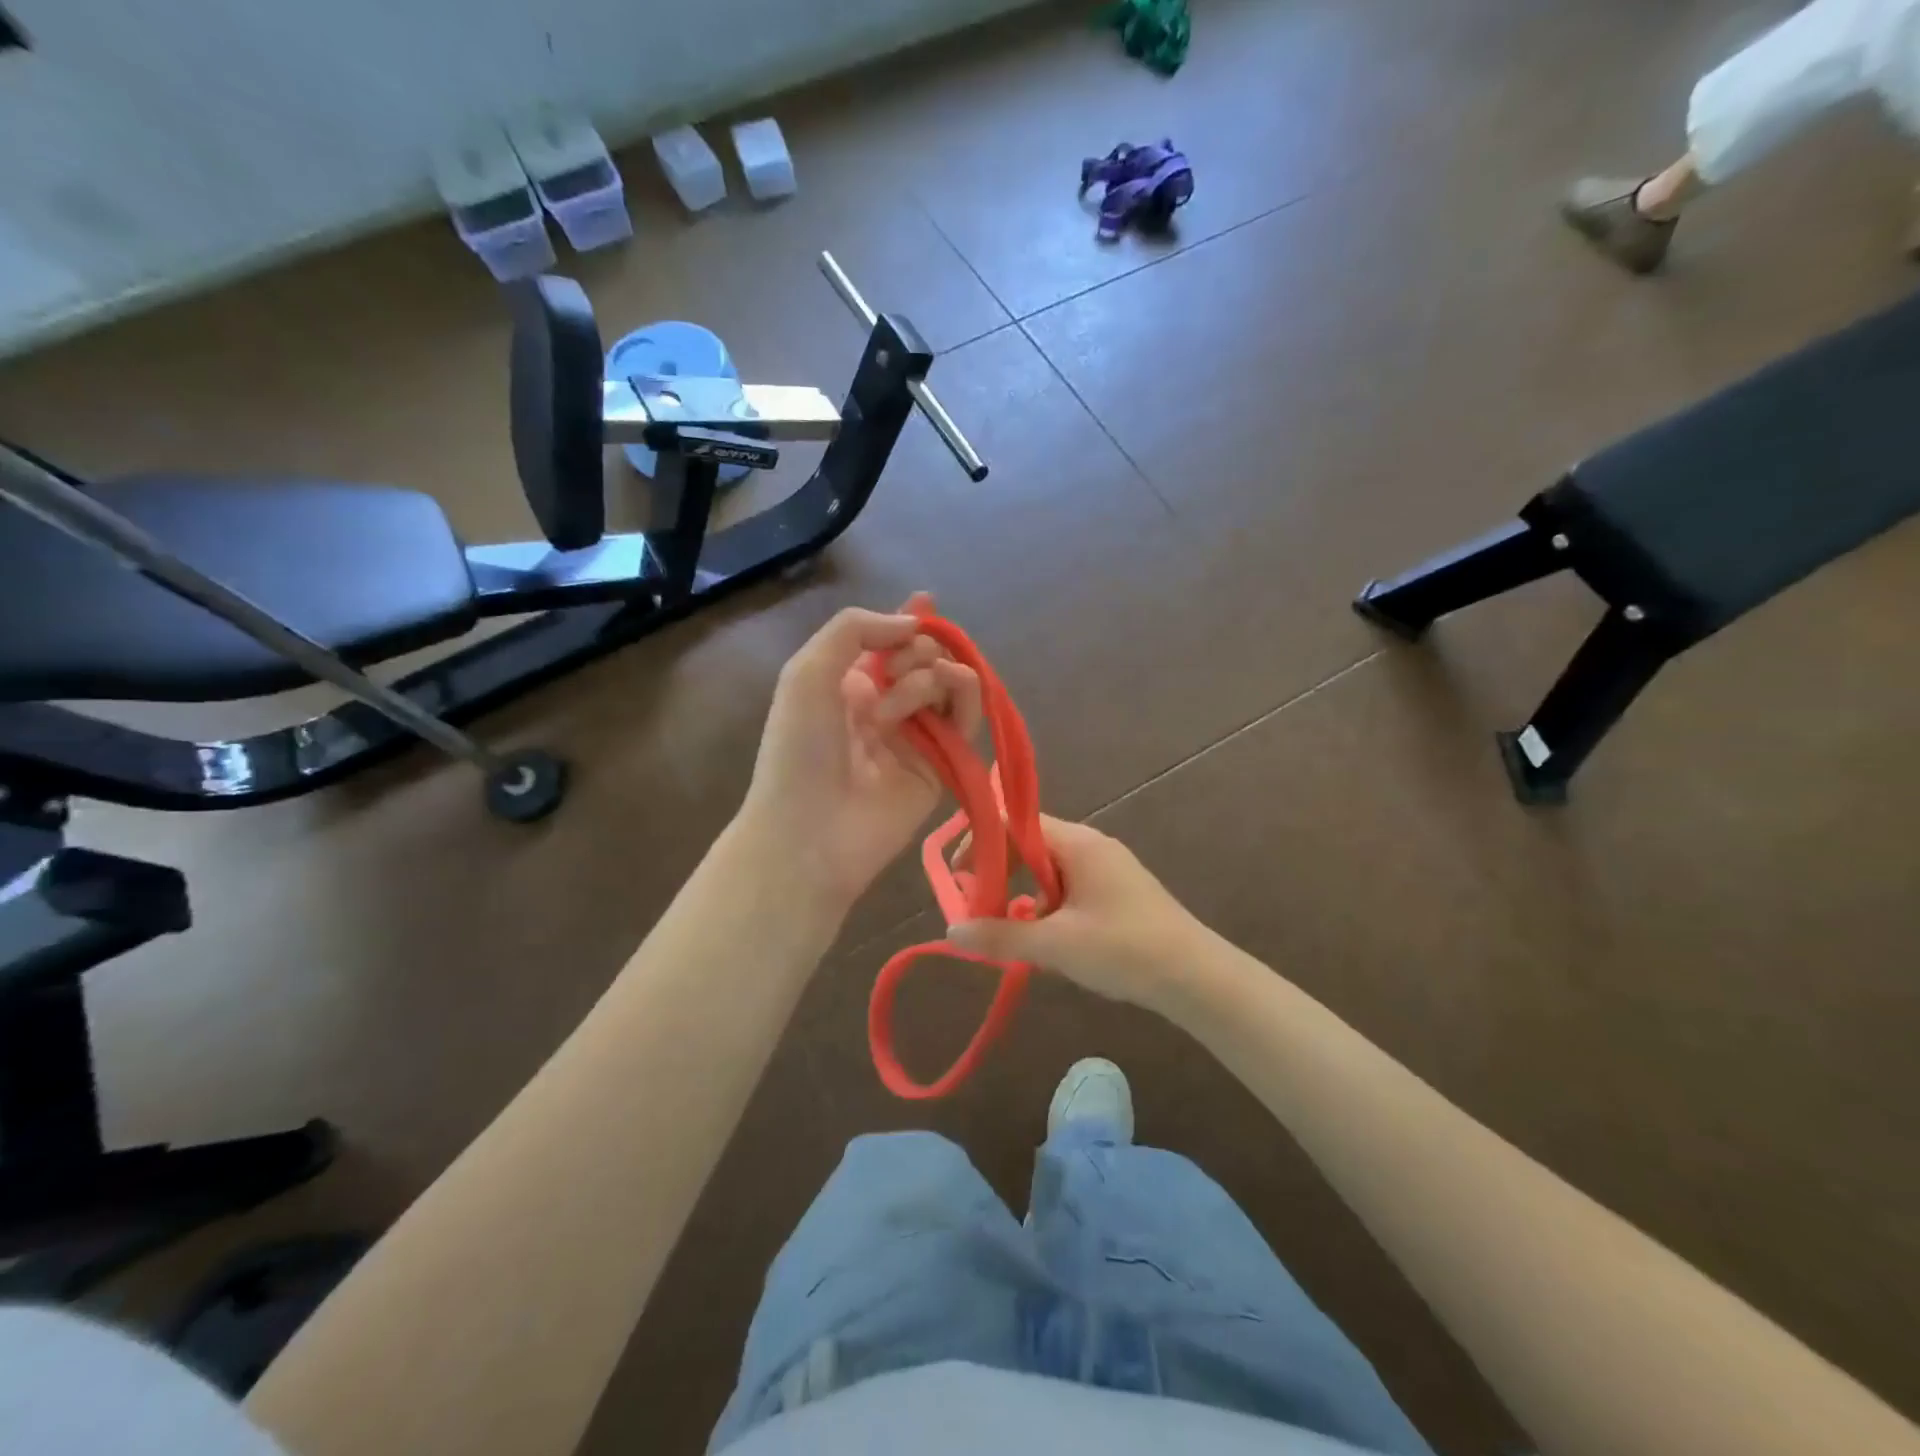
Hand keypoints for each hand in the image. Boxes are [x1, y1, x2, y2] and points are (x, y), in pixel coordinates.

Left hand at [739, 595, 981, 915]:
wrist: (811, 830)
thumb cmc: (800, 747)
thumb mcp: (808, 670)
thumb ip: (855, 629)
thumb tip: (913, 625)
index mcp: (847, 686)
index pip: (886, 644)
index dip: (906, 620)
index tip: (926, 600)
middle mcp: (883, 707)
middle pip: (922, 660)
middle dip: (917, 647)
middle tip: (896, 667)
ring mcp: (915, 737)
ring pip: (947, 684)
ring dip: (934, 669)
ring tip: (908, 686)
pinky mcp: (942, 765)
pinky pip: (965, 719)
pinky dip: (966, 692)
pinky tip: (954, 681)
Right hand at [947, 817, 1210, 1014]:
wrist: (1197, 978)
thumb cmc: (1125, 950)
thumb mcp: (1056, 946)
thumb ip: (1001, 936)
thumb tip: (951, 929)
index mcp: (1077, 843)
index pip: (1015, 823)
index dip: (982, 844)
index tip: (959, 877)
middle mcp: (1090, 846)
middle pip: (1029, 845)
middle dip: (999, 874)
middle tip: (977, 908)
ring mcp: (1106, 869)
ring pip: (1047, 871)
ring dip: (1021, 895)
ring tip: (1006, 930)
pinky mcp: (1115, 893)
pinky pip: (1067, 889)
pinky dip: (1046, 908)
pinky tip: (1043, 942)